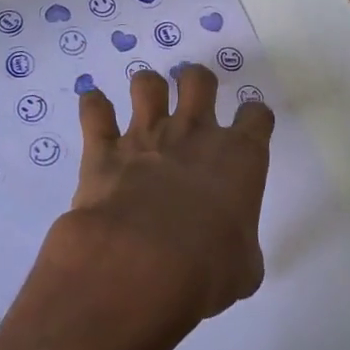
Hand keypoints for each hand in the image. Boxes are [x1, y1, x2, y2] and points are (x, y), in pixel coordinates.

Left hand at [48, 66, 273, 333]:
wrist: (141, 264)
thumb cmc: (207, 269)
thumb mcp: (244, 268)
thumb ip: (241, 245)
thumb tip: (233, 252)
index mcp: (238, 157)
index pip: (256, 116)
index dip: (253, 116)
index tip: (248, 124)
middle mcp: (193, 134)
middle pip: (199, 80)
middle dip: (196, 81)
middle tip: (192, 96)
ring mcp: (146, 135)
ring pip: (146, 84)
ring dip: (147, 87)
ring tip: (145, 99)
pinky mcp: (104, 148)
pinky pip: (94, 111)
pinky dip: (93, 105)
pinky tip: (93, 104)